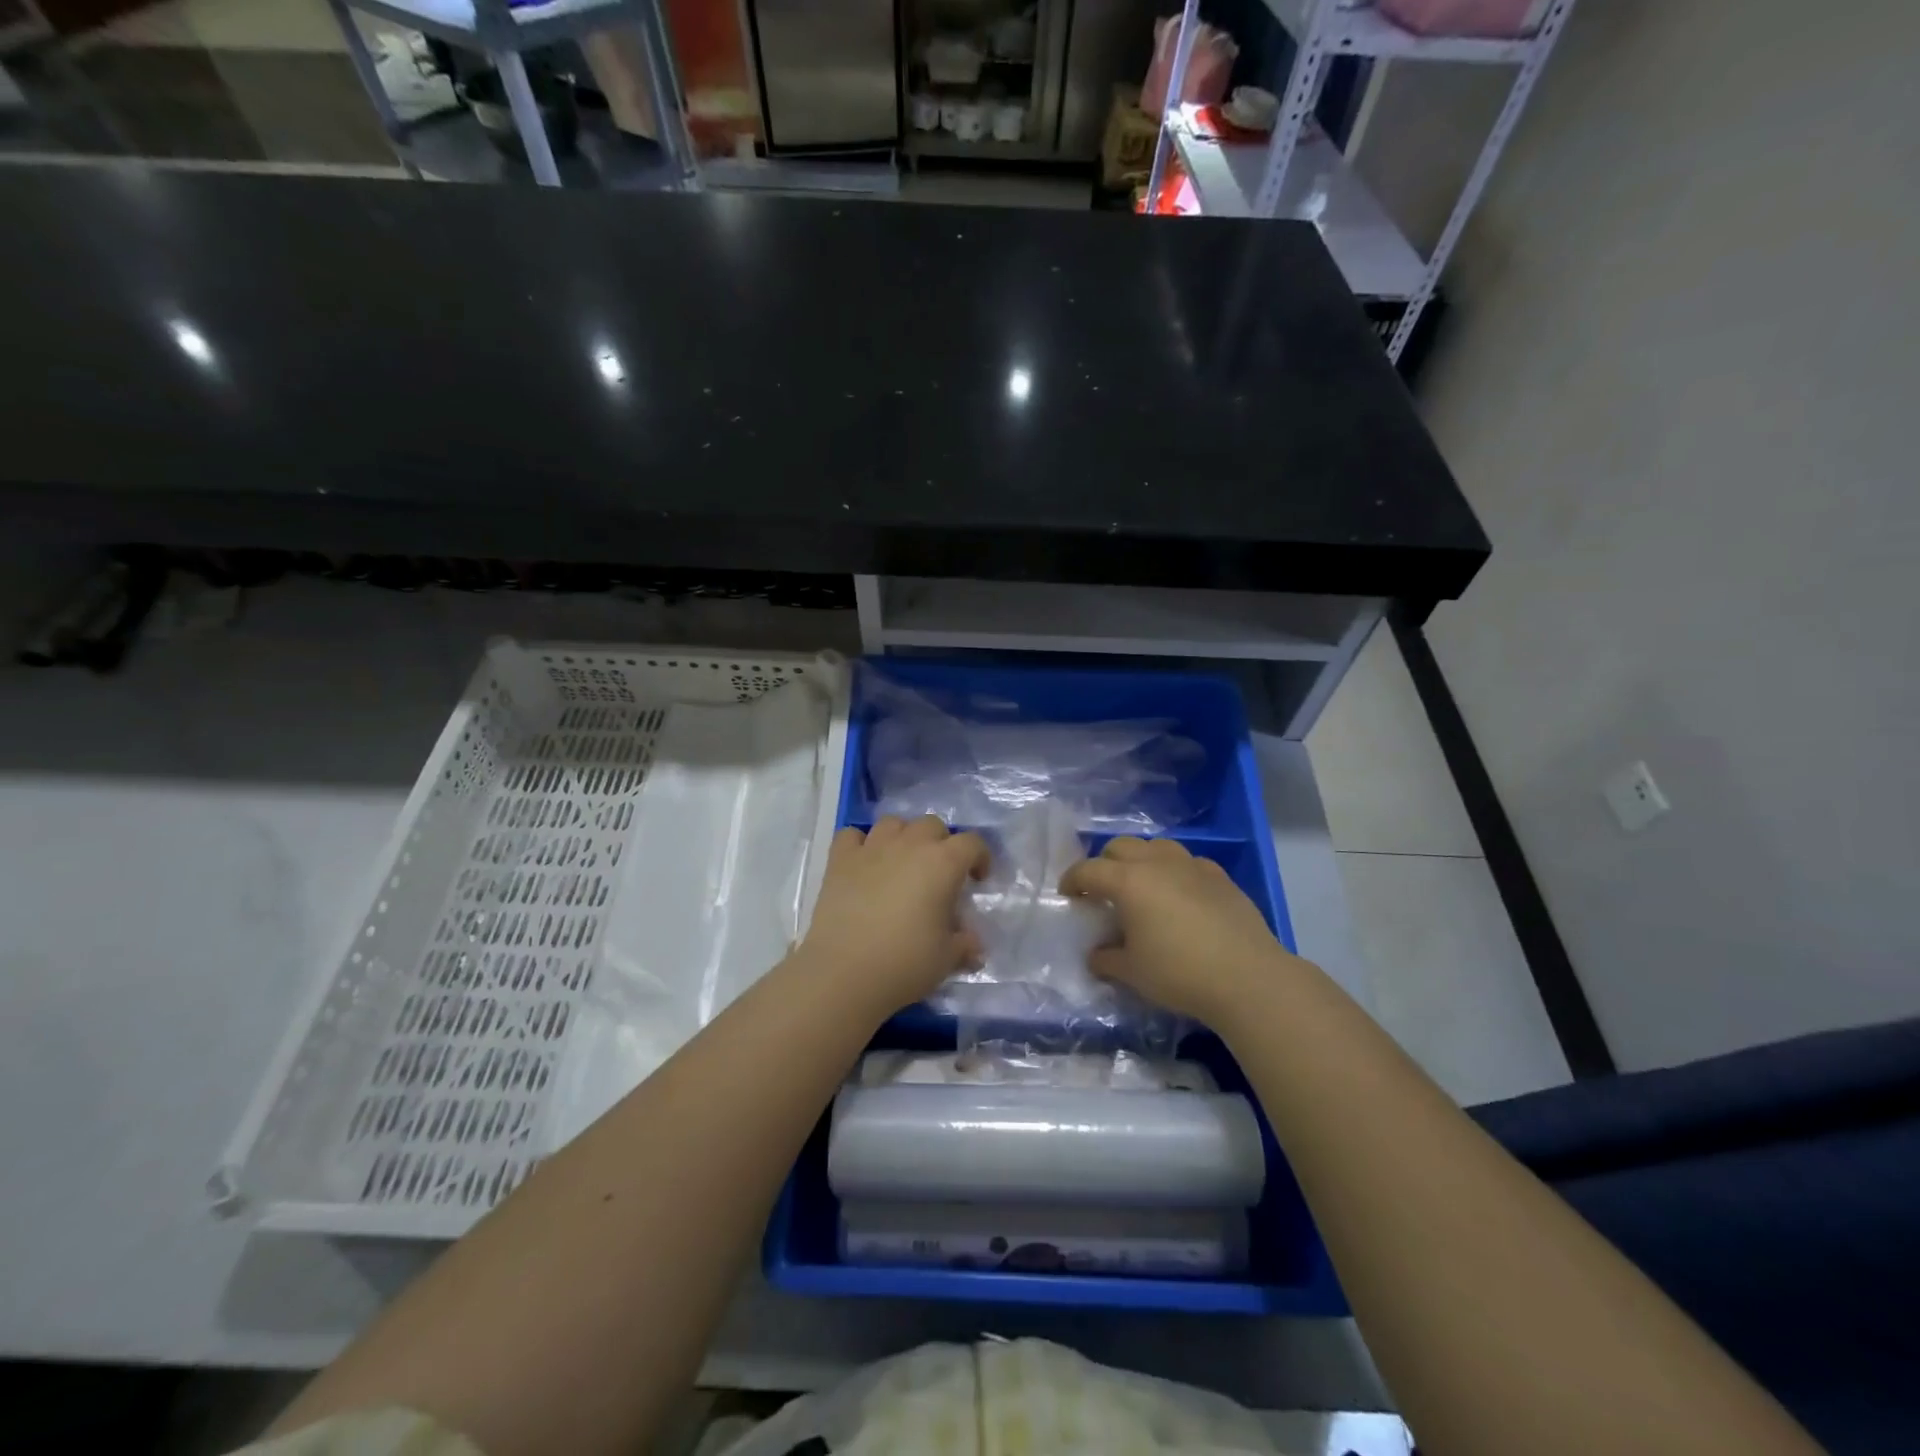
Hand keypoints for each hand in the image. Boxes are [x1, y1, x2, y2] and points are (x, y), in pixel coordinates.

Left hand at [796, 816, 989, 1015]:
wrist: (843, 973)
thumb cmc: (905, 963)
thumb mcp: (947, 958)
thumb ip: (965, 945)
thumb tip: (973, 945)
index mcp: (942, 863)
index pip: (972, 843)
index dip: (980, 857)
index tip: (978, 880)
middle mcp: (908, 845)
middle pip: (932, 825)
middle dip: (941, 843)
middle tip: (939, 874)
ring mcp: (871, 849)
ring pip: (893, 823)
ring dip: (903, 837)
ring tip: (902, 863)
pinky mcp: (839, 861)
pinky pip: (852, 835)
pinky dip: (861, 844)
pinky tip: (864, 864)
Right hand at [1060, 837, 1305, 1023]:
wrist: (1248, 977)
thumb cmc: (1179, 973)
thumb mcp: (1132, 972)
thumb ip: (1106, 959)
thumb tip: (1096, 954)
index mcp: (1128, 881)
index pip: (1088, 870)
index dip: (1072, 881)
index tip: (1068, 896)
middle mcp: (1157, 863)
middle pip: (1120, 847)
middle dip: (1105, 864)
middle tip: (1103, 891)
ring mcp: (1192, 865)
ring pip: (1156, 847)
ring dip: (1140, 860)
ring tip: (1141, 886)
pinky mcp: (1220, 876)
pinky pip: (1187, 862)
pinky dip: (1174, 871)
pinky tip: (1179, 895)